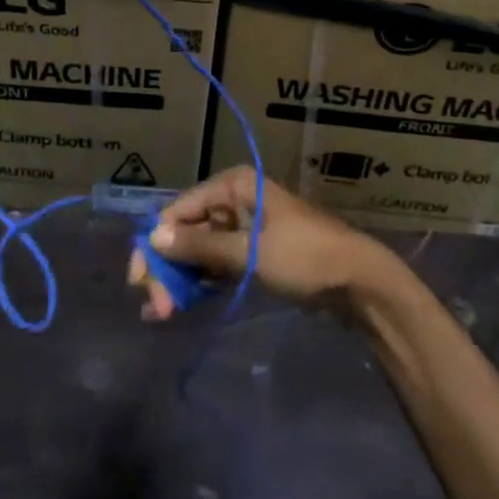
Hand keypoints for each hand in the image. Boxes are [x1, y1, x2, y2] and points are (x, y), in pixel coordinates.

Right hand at [128, 166, 388, 320]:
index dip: (156, 243)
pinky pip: (218, 264)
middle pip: (188, 230)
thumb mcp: (249, 252)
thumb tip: (153, 236)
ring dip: (181, 278)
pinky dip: (201, 283)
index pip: (179, 210)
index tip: (139, 282)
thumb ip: (201, 246)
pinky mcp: (254, 253)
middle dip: (169, 267)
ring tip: (162, 312)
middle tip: (156, 307)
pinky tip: (182, 305)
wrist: (359, 282)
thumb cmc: (304, 256)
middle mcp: (235, 200)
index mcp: (233, 186)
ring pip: (200, 250)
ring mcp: (245, 227)